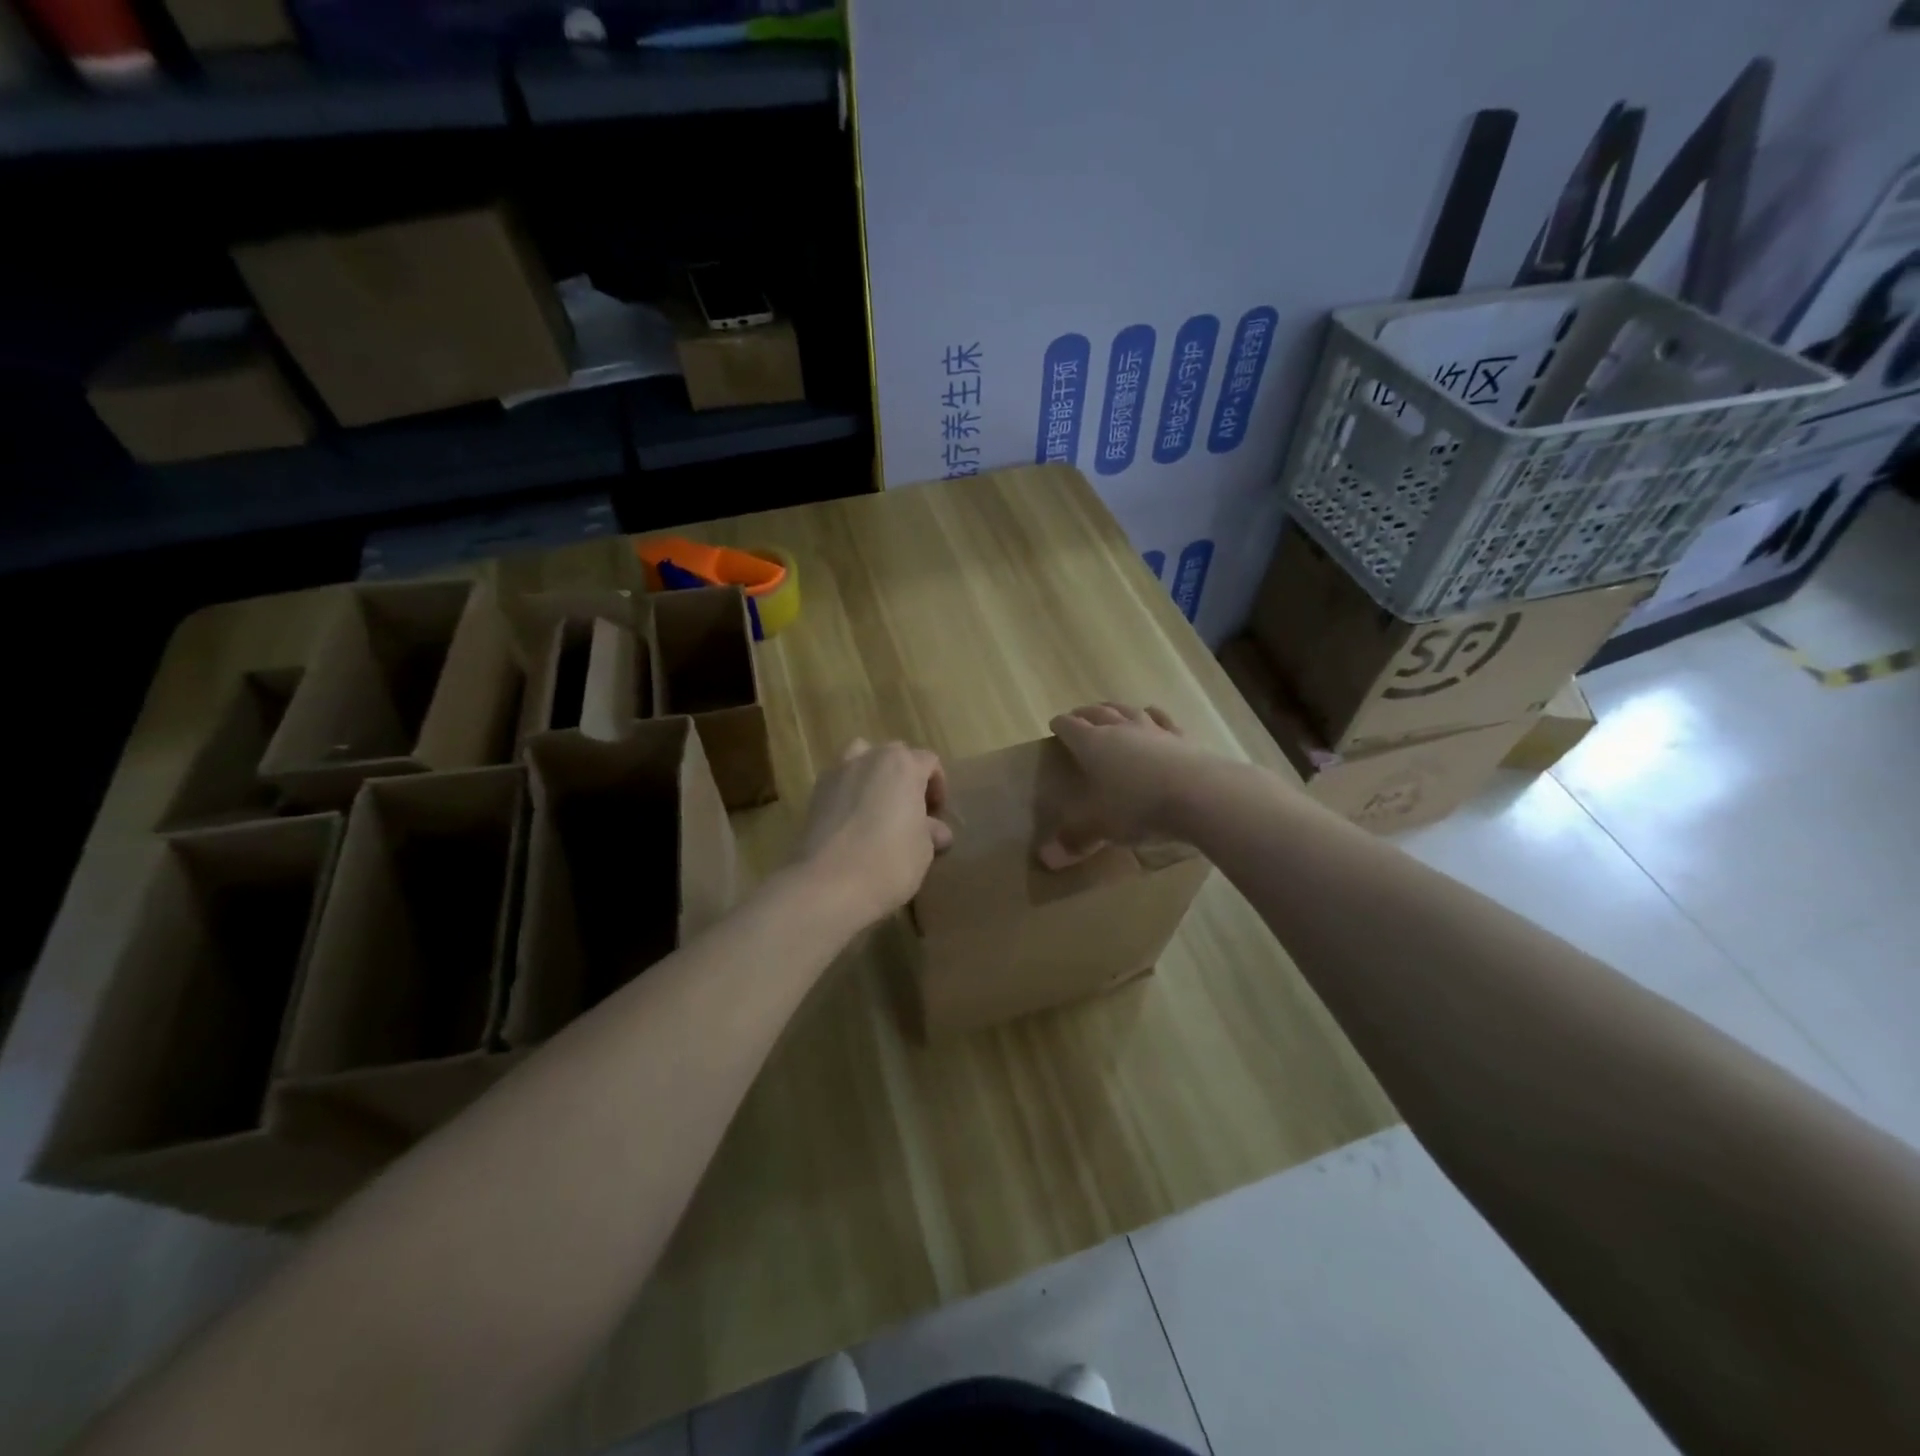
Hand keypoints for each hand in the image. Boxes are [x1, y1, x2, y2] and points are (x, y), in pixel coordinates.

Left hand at [795, 738, 951, 928]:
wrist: (828, 884)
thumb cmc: (889, 862)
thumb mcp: (924, 850)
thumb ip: (931, 832)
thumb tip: (937, 831)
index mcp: (903, 765)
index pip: (929, 762)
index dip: (937, 786)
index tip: (936, 815)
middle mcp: (869, 758)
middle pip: (894, 755)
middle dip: (905, 778)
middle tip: (910, 811)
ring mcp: (837, 773)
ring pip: (860, 759)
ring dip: (872, 775)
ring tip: (877, 807)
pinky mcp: (814, 795)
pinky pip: (839, 783)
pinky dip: (848, 793)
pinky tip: (852, 823)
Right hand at [1039, 703, 1212, 868]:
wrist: (1200, 795)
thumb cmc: (1138, 808)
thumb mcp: (1101, 827)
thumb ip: (1075, 839)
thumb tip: (1046, 859)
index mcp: (1092, 745)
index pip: (1070, 727)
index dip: (1060, 725)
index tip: (1054, 725)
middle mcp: (1120, 730)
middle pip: (1098, 713)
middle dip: (1085, 714)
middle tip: (1078, 716)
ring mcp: (1153, 730)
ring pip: (1128, 711)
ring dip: (1115, 708)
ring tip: (1109, 710)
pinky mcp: (1181, 737)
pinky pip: (1162, 719)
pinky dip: (1152, 715)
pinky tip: (1152, 714)